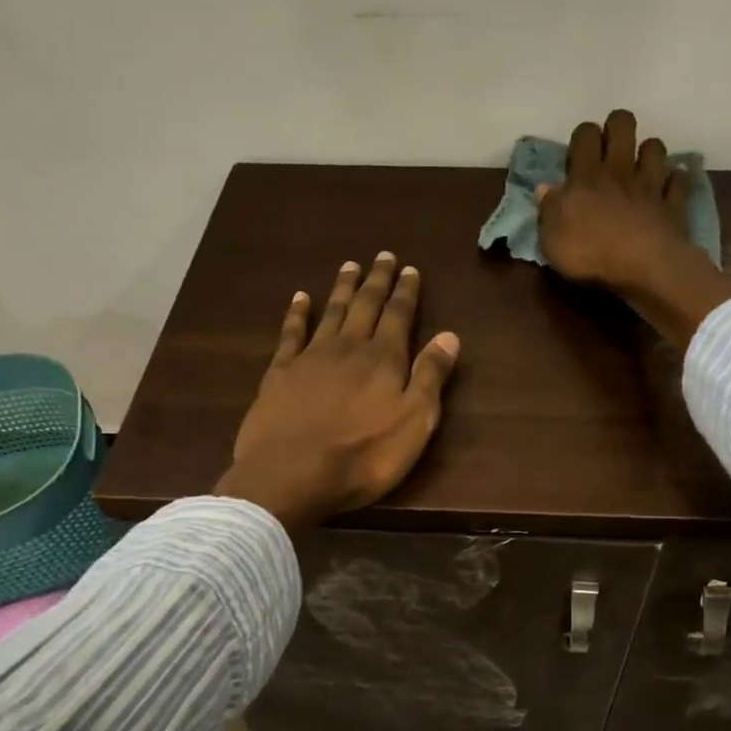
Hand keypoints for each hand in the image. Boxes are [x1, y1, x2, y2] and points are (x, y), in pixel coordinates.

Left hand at [215, 252, 459, 532]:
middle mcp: (349, 348)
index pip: (399, 316)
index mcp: (384, 361)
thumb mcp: (414, 424)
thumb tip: (450, 335)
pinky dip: (297, 313)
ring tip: (350, 266)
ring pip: (331, 313)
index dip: (406, 293)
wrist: (291, 474)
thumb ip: (430, 378)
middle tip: (383, 256)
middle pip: (365, 306)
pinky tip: (300, 299)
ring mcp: (310, 358)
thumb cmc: (363, 457)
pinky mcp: (280, 373)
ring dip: (342, 288)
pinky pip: (291, 333)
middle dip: (376, 281)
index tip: (410, 269)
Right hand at [536, 109, 730, 347]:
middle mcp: (620, 171)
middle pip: (623, 124)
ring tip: (641, 169)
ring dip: (648, 153)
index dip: (583, 137)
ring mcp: (650, 185)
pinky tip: (668, 189)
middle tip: (610, 149)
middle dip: (617, 128)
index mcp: (587, 177)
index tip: (579, 155)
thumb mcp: (551, 240)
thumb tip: (545, 189)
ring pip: (654, 147)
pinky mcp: (673, 204)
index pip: (585, 134)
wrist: (643, 267)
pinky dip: (674, 181)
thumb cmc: (590, 255)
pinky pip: (678, 181)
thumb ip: (548, 211)